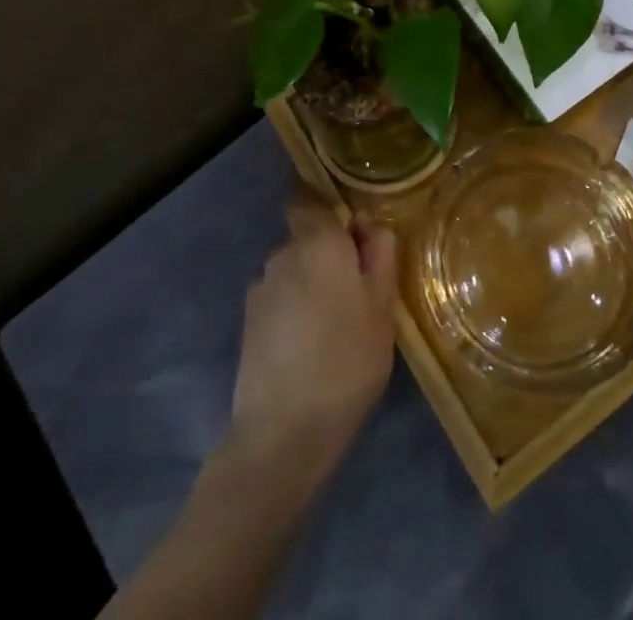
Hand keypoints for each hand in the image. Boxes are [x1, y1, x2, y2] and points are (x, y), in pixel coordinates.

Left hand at [227, 193, 398, 489]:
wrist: (283, 432)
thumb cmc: (347, 361)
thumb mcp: (383, 307)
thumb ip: (380, 255)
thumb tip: (368, 225)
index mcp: (319, 242)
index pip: (311, 200)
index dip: (330, 213)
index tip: (353, 238)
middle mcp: (284, 254)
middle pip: (307, 239)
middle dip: (328, 257)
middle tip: (356, 295)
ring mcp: (261, 288)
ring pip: (293, 271)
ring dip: (311, 286)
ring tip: (333, 328)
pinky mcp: (248, 322)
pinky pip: (279, 300)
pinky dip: (293, 313)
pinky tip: (308, 348)